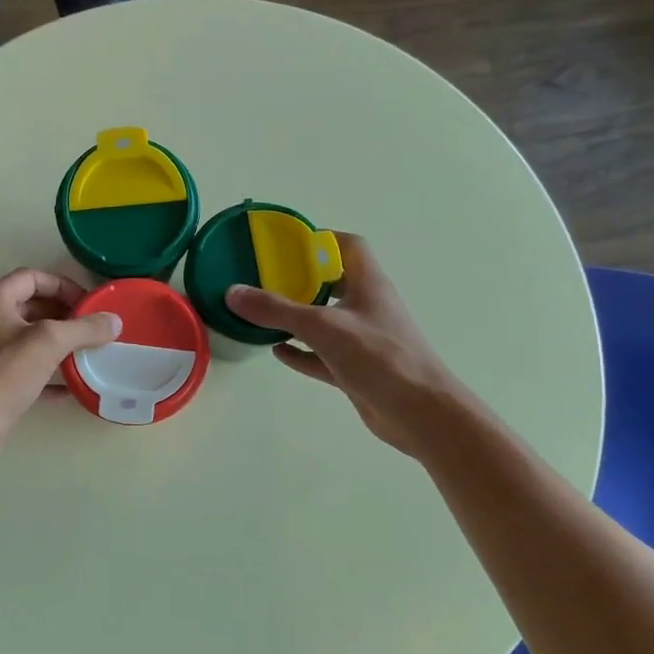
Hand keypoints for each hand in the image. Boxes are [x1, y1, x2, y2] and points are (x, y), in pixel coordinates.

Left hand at [0, 269, 119, 474]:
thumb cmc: (2, 375)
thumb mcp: (49, 343)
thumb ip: (84, 328)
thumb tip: (114, 321)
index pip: (31, 278)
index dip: (63, 286)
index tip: (89, 305)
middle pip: (28, 307)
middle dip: (62, 316)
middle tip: (91, 330)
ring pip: (25, 340)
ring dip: (56, 345)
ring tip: (85, 354)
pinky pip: (20, 369)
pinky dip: (45, 374)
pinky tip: (69, 388)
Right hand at [225, 233, 459, 457]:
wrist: (421, 413)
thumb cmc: (380, 358)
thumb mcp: (323, 327)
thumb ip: (277, 310)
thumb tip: (232, 292)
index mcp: (368, 284)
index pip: (348, 246)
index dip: (320, 240)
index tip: (286, 246)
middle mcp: (366, 307)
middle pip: (332, 283)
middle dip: (300, 279)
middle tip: (263, 279)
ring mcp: (362, 340)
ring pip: (325, 320)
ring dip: (297, 317)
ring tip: (262, 313)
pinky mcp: (356, 369)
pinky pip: (321, 354)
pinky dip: (301, 351)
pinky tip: (276, 351)